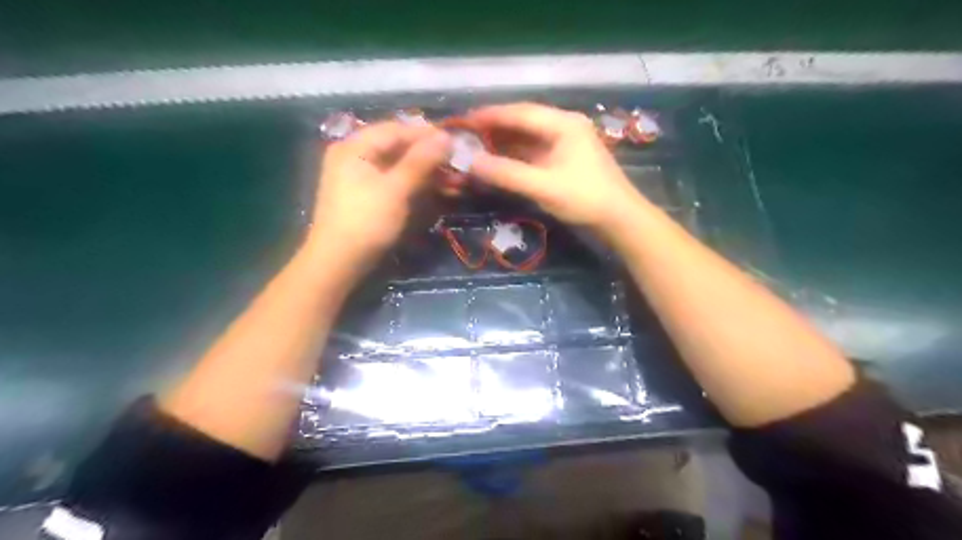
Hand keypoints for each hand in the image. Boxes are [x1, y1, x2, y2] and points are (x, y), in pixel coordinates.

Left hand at [312, 123, 454, 265]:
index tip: (455, 140)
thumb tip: (446, 137)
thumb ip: (420, 161)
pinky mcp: (368, 196)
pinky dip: (416, 184)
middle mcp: (355, 156)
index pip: (396, 129)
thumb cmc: (366, 221)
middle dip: (428, 155)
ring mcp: (361, 177)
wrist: (339, 263)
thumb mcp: (395, 189)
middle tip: (457, 161)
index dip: (426, 134)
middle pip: (397, 147)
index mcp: (354, 147)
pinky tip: (437, 189)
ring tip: (453, 178)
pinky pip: (396, 181)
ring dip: (426, 171)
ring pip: (399, 165)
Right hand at [467, 104, 645, 232]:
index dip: (490, 116)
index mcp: (563, 124)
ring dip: (504, 143)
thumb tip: (469, 162)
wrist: (620, 219)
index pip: (520, 112)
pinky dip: (515, 156)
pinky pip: (534, 152)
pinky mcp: (565, 160)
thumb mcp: (543, 186)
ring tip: (476, 148)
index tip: (463, 121)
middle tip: (466, 135)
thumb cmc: (584, 198)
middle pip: (523, 122)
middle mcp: (564, 126)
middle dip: (494, 128)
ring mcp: (566, 143)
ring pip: (528, 138)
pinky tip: (499, 162)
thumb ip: (506, 173)